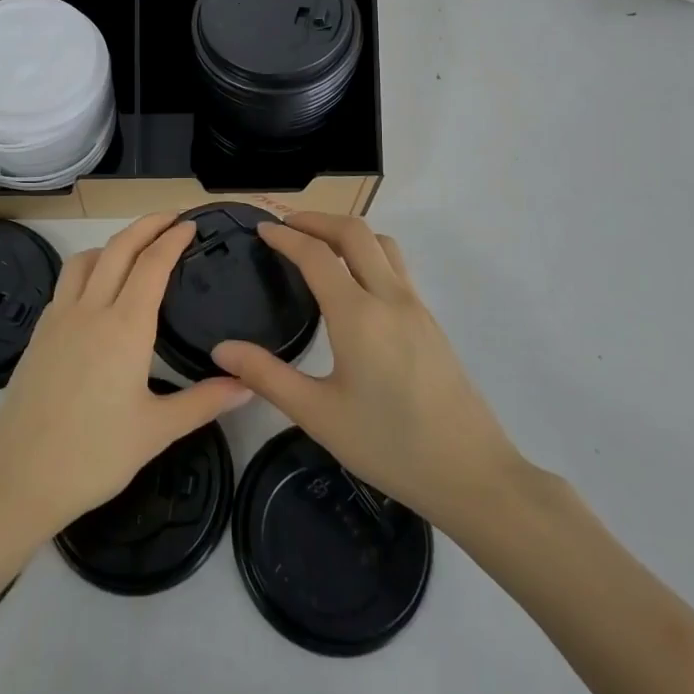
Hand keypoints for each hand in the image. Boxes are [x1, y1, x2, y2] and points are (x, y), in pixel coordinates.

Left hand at [0, 214, 251, 547]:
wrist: (17, 479)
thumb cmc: (93, 456)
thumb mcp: (156, 431)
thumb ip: (204, 402)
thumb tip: (248, 384)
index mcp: (125, 327)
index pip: (152, 264)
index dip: (172, 239)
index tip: (190, 225)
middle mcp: (90, 310)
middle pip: (119, 248)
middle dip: (146, 225)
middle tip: (171, 217)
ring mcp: (59, 318)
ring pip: (87, 259)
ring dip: (113, 243)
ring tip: (134, 248)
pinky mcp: (39, 333)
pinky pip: (66, 282)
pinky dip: (88, 267)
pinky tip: (96, 290)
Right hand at [211, 213, 524, 532]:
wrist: (472, 474)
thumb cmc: (389, 446)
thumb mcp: (318, 415)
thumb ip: (267, 376)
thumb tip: (221, 350)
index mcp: (357, 314)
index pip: (316, 254)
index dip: (285, 236)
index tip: (261, 228)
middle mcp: (389, 297)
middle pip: (354, 231)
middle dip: (317, 220)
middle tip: (287, 227)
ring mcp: (416, 305)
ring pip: (382, 243)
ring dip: (347, 232)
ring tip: (320, 246)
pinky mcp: (430, 320)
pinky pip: (396, 265)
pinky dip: (369, 252)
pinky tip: (355, 283)